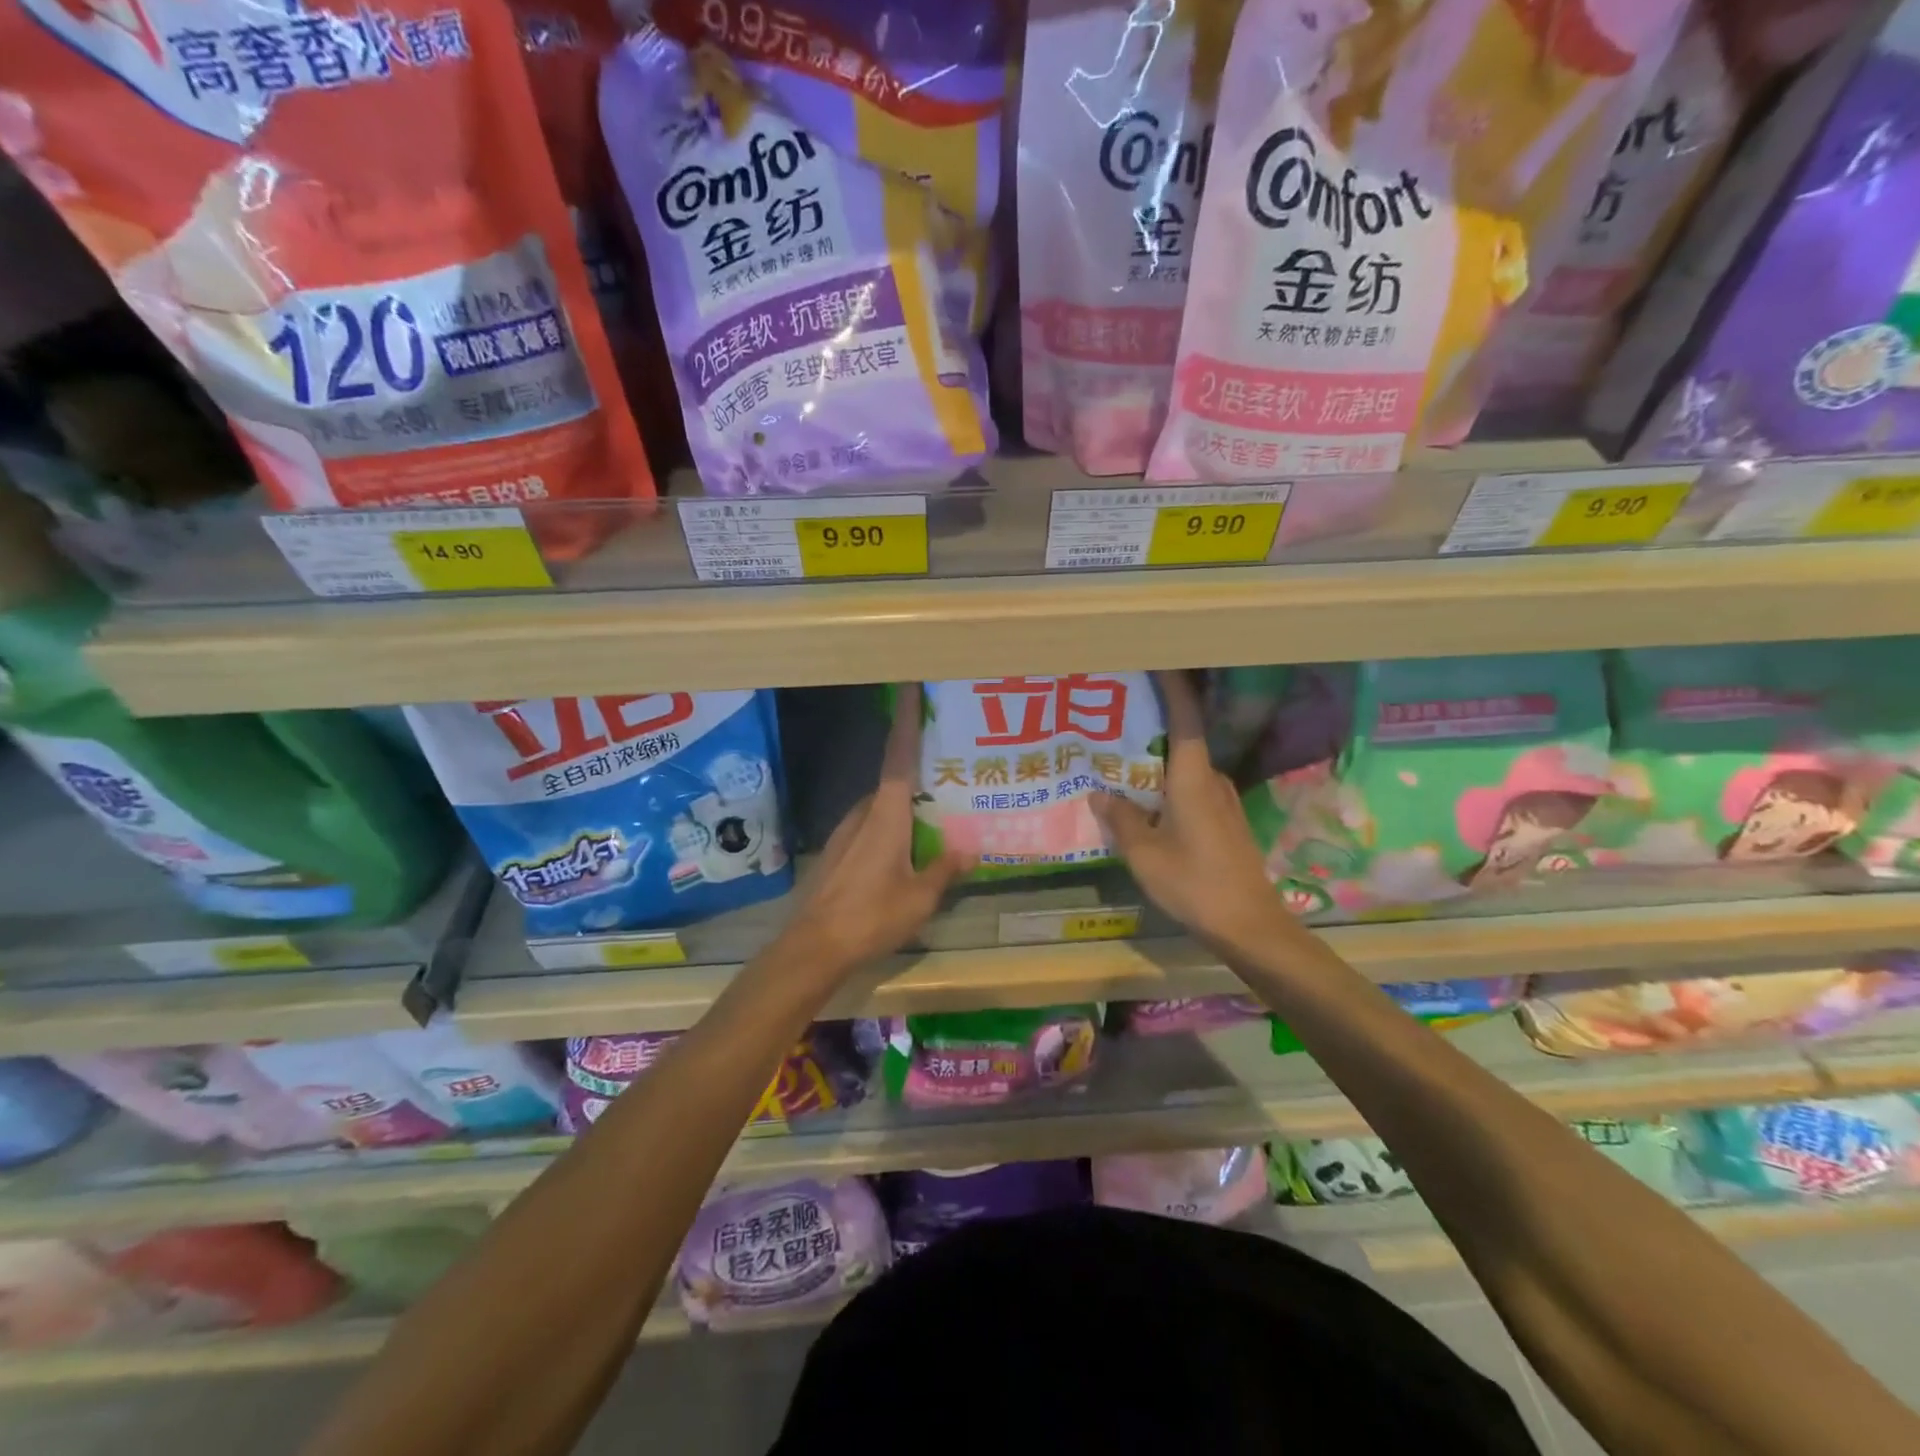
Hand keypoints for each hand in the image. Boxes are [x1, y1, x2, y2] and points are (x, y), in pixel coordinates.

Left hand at [777, 683, 972, 976]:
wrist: (813, 947)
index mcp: (886, 815)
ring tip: (932, 819)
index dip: (907, 721)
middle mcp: (862, 814)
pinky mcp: (835, 853)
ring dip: (903, 807)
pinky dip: (888, 828)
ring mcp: (844, 833)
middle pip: (892, 782)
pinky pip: (868, 827)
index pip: (899, 756)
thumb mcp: (919, 899)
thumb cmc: (871, 916)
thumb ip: (944, 871)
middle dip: (916, 774)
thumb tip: (970, 851)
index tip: (911, 688)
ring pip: (879, 808)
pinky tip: (902, 852)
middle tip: (947, 775)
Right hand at [1091, 670, 1291, 956]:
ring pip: (1185, 767)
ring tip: (1120, 757)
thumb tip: (1099, 793)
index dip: (1173, 685)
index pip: (1185, 717)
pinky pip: (1191, 789)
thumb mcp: (1144, 853)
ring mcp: (1222, 802)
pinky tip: (1145, 800)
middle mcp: (1211, 781)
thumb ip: (1120, 819)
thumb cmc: (1194, 884)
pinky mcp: (1225, 822)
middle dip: (1153, 722)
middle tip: (1116, 714)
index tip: (1157, 659)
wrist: (1249, 926)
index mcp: (1192, 778)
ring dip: (1158, 758)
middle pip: (1183, 738)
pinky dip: (1167, 784)